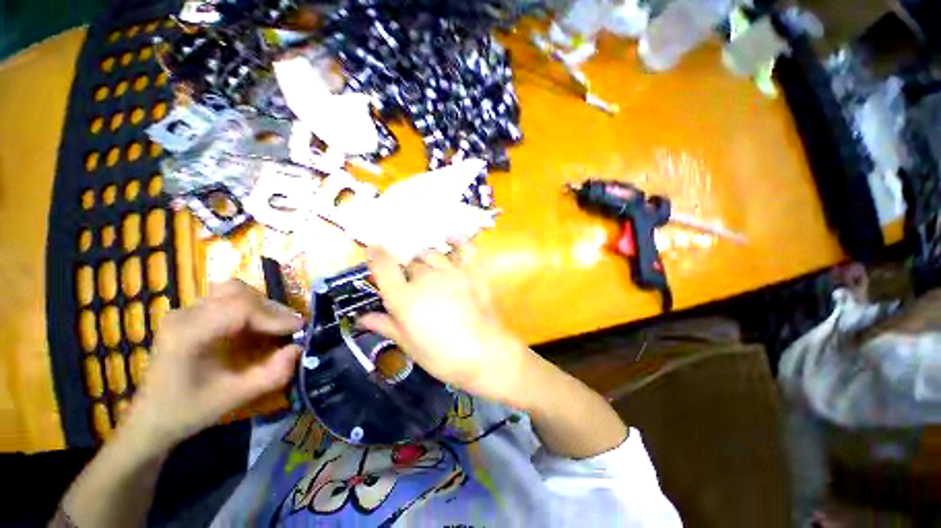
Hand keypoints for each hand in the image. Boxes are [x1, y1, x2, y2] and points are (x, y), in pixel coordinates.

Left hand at [128, 280, 303, 450]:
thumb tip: (299, 348)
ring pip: (232, 290)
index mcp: (187, 335)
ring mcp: (184, 311)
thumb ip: (271, 374)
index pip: (240, 308)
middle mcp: (183, 315)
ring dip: (260, 304)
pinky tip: (255, 323)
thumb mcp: (233, 397)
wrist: (151, 418)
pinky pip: (225, 297)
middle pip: (238, 292)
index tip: (298, 329)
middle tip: (289, 327)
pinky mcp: (189, 313)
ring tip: (274, 323)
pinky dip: (248, 305)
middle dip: (270, 308)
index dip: (275, 316)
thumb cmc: (188, 411)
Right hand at [358, 246, 533, 405]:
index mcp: (404, 297)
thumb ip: (385, 325)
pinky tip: (450, 238)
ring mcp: (451, 271)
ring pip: (432, 254)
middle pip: (411, 263)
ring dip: (427, 260)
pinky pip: (464, 248)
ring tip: (430, 271)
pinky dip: (457, 241)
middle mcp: (425, 278)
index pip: (384, 266)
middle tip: (414, 286)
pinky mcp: (472, 272)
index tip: (373, 249)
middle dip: (408, 272)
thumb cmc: (441, 355)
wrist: (483, 354)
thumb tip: (362, 318)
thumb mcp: (408, 344)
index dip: (376, 254)